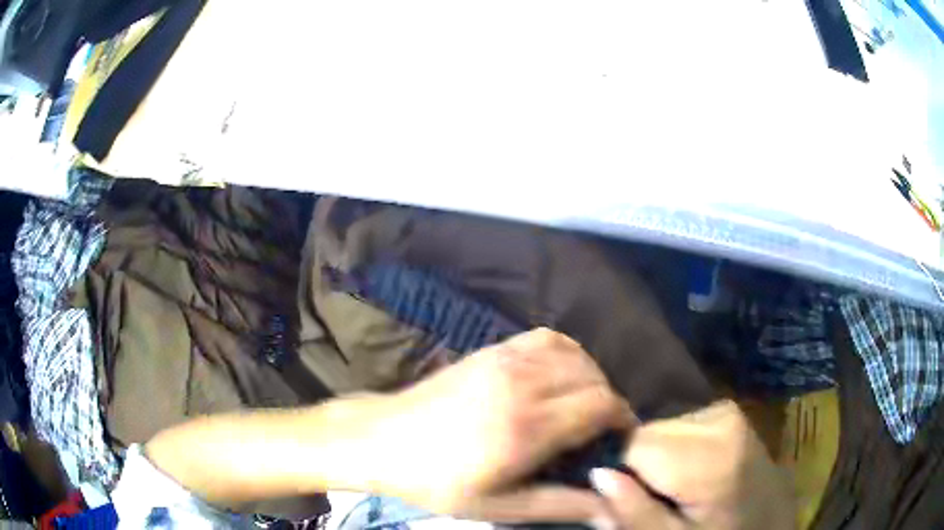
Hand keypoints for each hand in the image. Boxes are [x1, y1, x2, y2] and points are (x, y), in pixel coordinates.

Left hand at [365, 328, 631, 525]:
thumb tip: (611, 507)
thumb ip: (560, 505)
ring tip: (580, 408)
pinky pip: (547, 338)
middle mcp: (524, 383)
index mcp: (527, 427)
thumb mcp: (498, 506)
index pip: (602, 405)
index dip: (622, 420)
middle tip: (598, 433)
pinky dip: (566, 354)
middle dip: (608, 404)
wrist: (382, 440)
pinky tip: (556, 379)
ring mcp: (506, 359)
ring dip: (590, 379)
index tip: (619, 440)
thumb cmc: (437, 482)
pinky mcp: (493, 349)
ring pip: (576, 354)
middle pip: (595, 379)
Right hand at [589, 401, 793, 528]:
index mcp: (711, 458)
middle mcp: (722, 420)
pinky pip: (682, 424)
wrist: (770, 522)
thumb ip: (635, 512)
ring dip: (660, 458)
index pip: (635, 445)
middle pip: (649, 432)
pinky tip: (693, 472)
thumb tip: (598, 473)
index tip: (636, 500)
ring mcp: (729, 412)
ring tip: (679, 487)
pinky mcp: (730, 413)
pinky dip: (678, 448)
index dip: (625, 475)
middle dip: (643, 465)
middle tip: (661, 497)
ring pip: (663, 427)